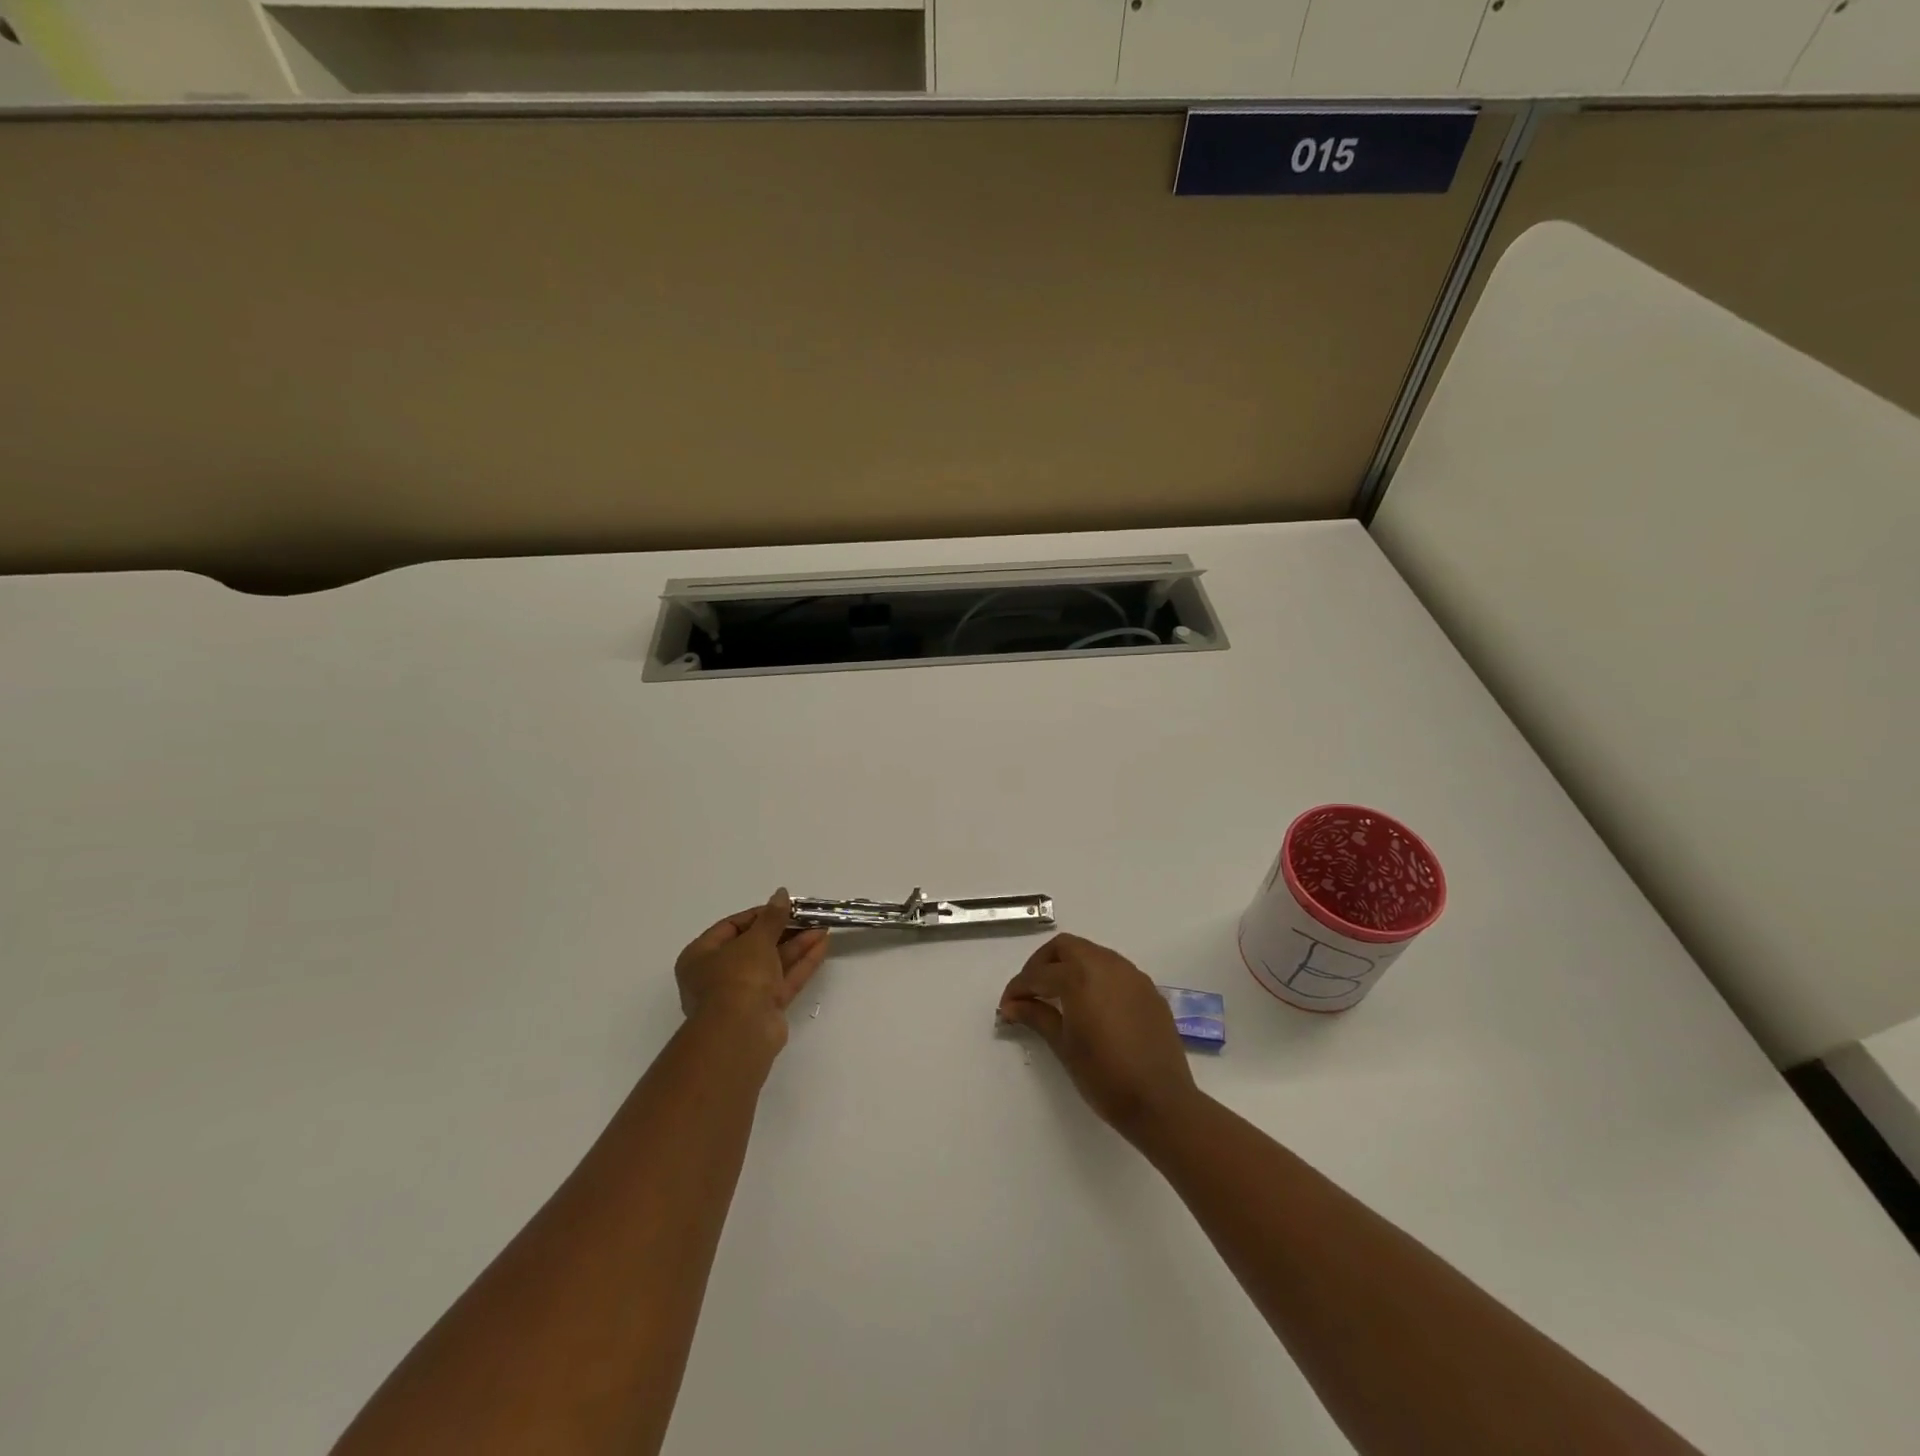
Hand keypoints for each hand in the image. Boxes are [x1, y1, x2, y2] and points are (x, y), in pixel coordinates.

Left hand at [674, 889, 828, 1051]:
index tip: (784, 907)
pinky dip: (801, 963)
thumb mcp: (755, 940)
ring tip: (822, 927)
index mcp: (701, 956)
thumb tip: (781, 894)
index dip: (759, 915)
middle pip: (755, 946)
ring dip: (797, 945)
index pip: (731, 927)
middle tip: (808, 917)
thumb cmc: (737, 977)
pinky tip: (822, 946)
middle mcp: (718, 975)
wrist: (741, 1032)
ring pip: (772, 963)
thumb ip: (772, 917)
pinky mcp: (764, 1009)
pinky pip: (783, 980)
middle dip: (784, 930)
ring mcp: (742, 994)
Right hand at [997, 932, 1197, 1137]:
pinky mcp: (1149, 990)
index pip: (1039, 974)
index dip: (1018, 988)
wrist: (1161, 1102)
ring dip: (1070, 966)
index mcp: (1080, 976)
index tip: (1006, 1006)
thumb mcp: (1063, 1046)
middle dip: (1043, 964)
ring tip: (1058, 996)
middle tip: (1031, 992)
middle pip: (1066, 947)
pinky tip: (1091, 1005)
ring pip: (1092, 954)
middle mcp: (1107, 965)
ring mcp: (1132, 975)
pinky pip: (1115, 970)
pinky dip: (1095, 977)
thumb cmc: (1104, 1076)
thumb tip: (1012, 1005)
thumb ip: (1037, 1016)